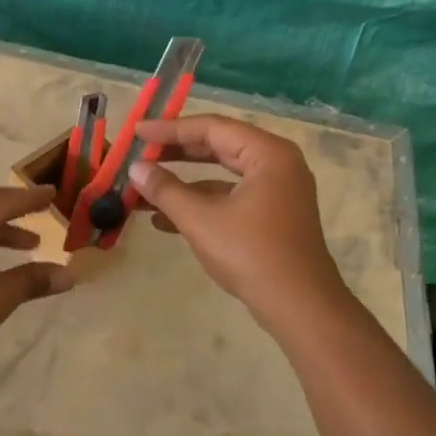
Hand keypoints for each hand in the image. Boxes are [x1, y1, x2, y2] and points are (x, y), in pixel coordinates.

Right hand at [127, 116, 352, 330]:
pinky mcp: (272, 216)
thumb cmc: (251, 254)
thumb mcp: (200, 220)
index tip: (137, 132)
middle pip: (218, 146)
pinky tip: (164, 220)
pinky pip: (230, 197)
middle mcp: (277, 164)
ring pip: (221, 174)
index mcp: (267, 154)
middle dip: (176, 153)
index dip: (170, 129)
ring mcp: (277, 191)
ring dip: (183, 183)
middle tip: (140, 153)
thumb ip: (165, 189)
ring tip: (144, 188)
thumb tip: (135, 169)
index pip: (211, 128)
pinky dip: (201, 203)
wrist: (300, 308)